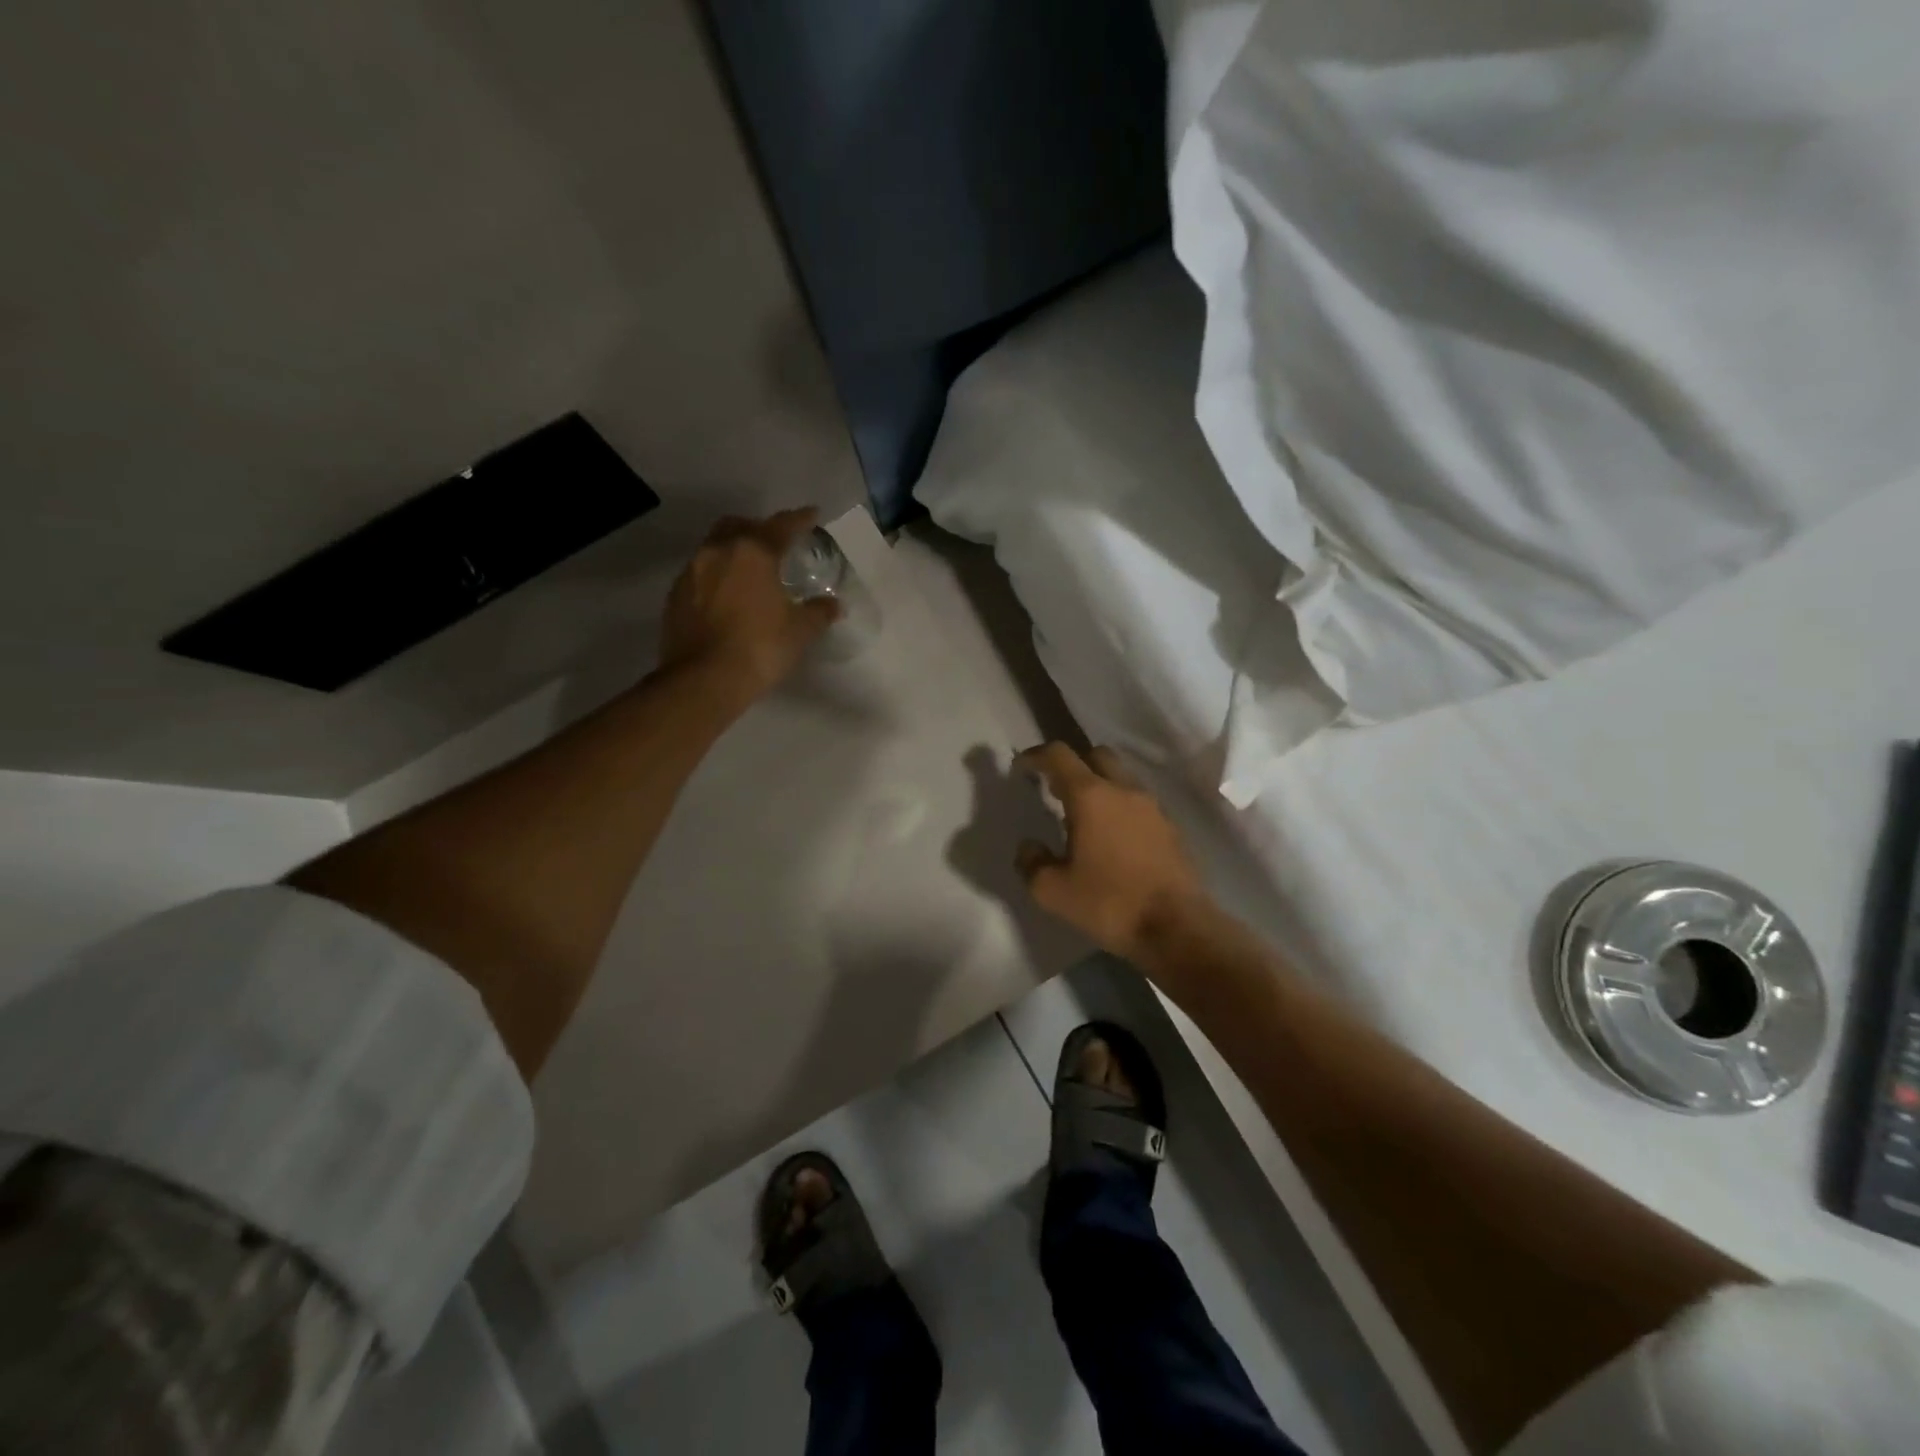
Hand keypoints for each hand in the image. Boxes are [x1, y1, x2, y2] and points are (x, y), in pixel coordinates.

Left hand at [660, 509, 839, 702]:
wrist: (703, 680)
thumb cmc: (760, 647)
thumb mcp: (800, 631)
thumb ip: (818, 612)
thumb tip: (834, 605)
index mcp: (753, 552)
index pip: (780, 526)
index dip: (799, 519)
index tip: (812, 514)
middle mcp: (718, 551)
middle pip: (739, 526)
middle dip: (758, 528)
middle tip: (775, 542)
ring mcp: (691, 572)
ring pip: (714, 547)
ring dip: (733, 551)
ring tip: (749, 570)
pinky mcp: (675, 596)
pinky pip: (699, 574)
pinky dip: (716, 576)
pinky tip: (727, 596)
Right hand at [1016, 742, 1211, 962]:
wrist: (1177, 928)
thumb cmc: (1110, 903)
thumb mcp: (1053, 891)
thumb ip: (1032, 863)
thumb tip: (1029, 847)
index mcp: (1091, 796)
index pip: (1060, 756)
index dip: (1036, 756)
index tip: (1022, 767)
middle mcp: (1124, 790)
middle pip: (1097, 756)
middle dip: (1073, 765)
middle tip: (1056, 791)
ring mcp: (1153, 807)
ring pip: (1121, 778)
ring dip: (1100, 787)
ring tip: (1084, 819)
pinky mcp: (1171, 828)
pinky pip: (1139, 803)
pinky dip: (1121, 808)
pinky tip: (1113, 839)